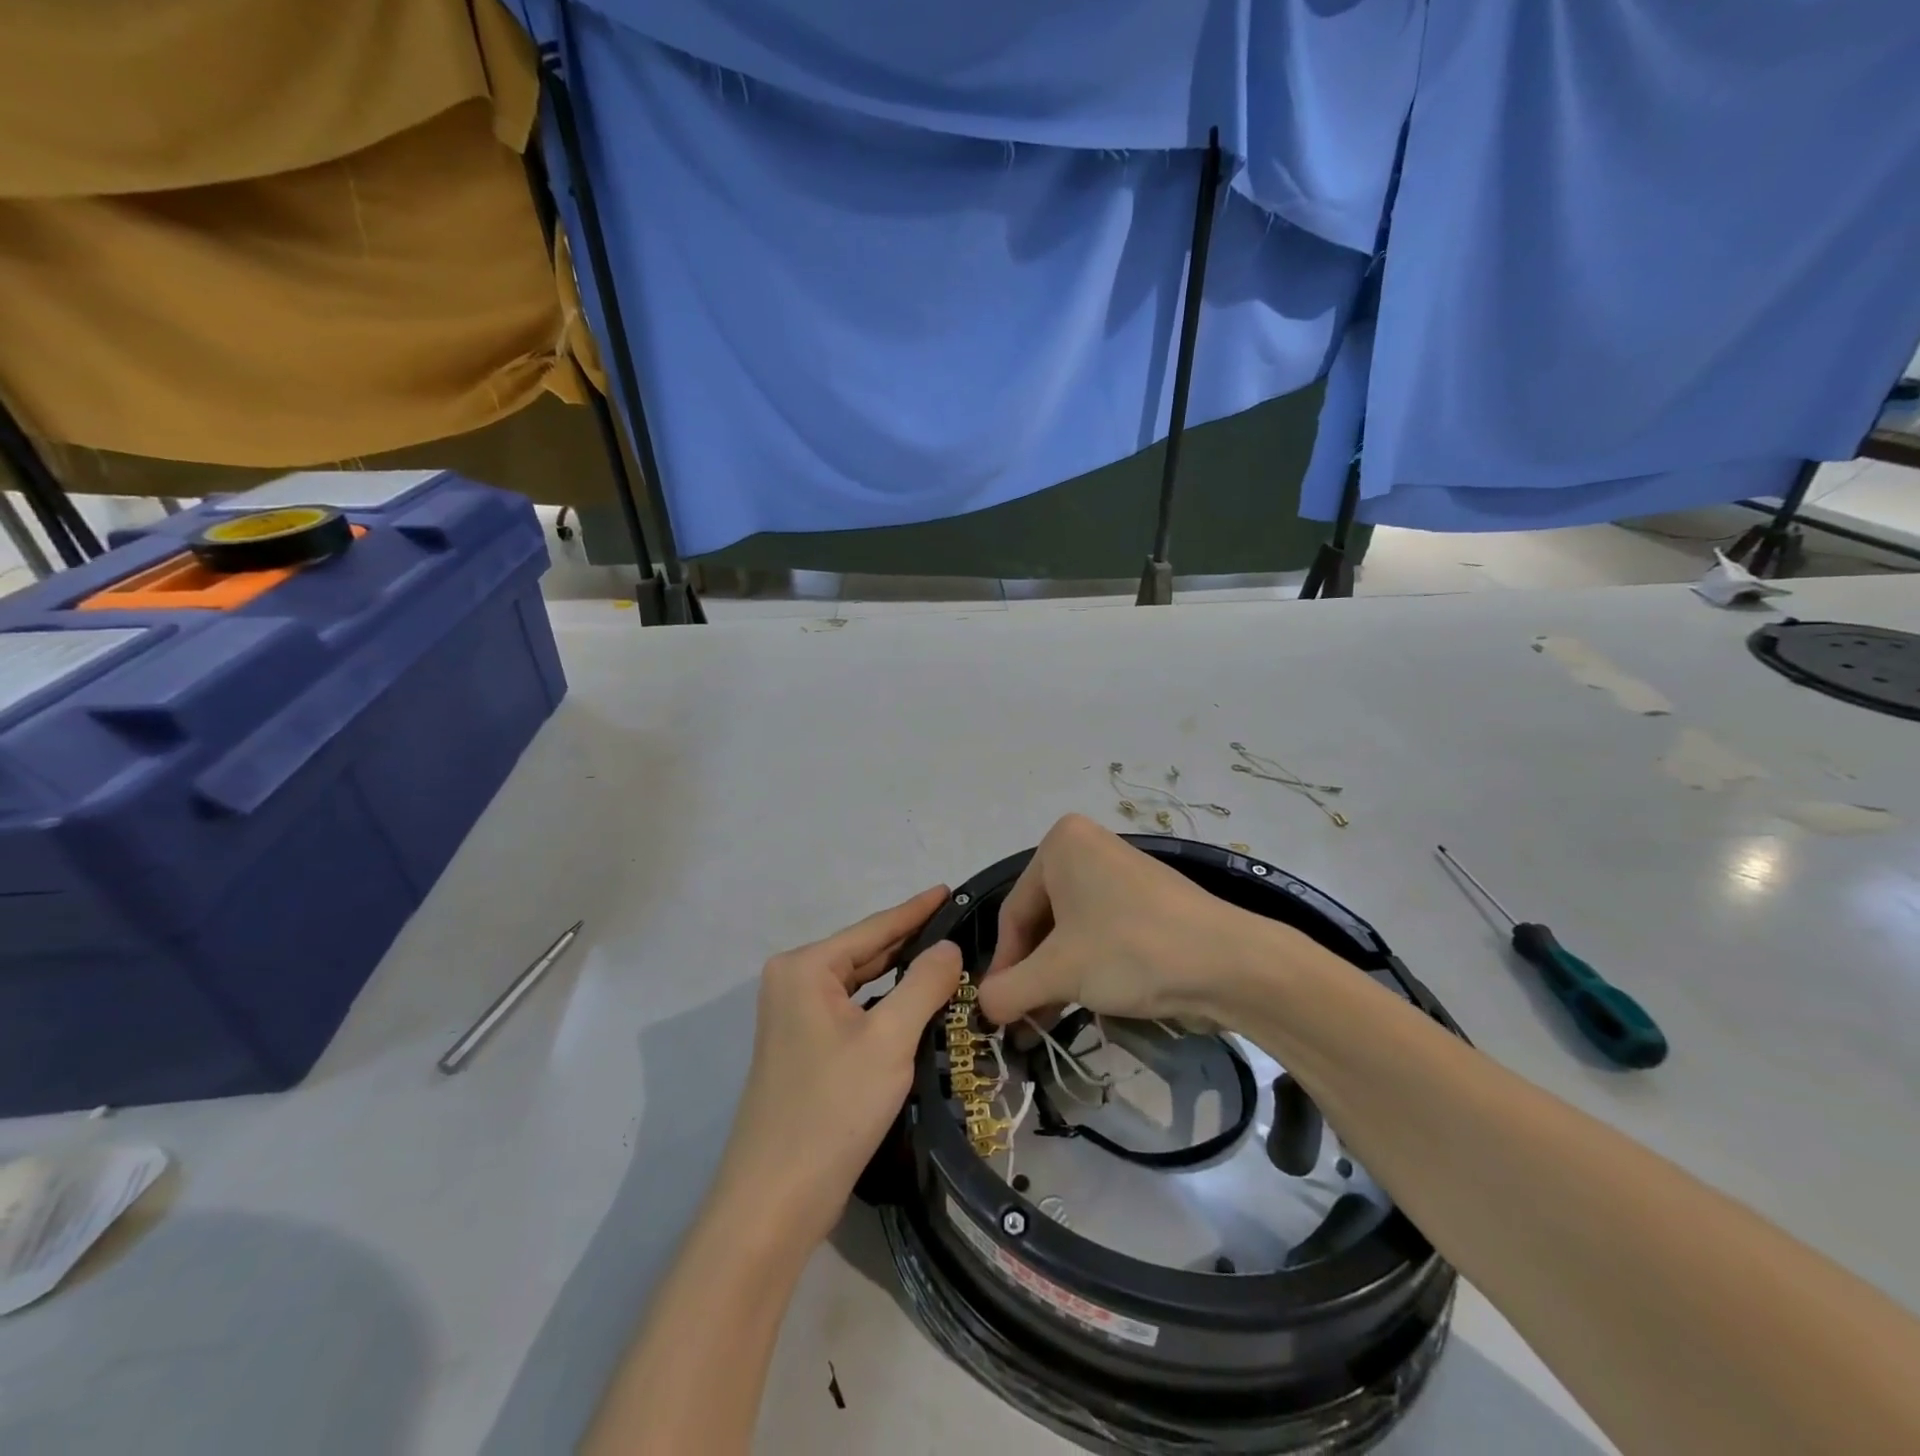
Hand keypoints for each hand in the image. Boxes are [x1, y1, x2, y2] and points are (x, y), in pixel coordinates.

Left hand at [711, 886, 961, 1251]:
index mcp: (805, 968)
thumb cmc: (832, 1109)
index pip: (873, 928)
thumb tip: (948, 947)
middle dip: (911, 942)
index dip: (916, 909)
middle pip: (865, 953)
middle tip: (961, 927)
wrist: (774, 1202)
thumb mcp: (889, 1041)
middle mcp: (793, 982)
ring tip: (948, 960)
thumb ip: (923, 985)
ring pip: (860, 984)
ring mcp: (794, 1017)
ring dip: (901, 975)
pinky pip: (853, 1010)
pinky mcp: (803, 1049)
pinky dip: (885, 1004)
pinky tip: (916, 1005)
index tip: (951, 889)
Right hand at [977, 815, 1314, 1028]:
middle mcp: (1087, 847)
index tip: (999, 1011)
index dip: (1003, 966)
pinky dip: (1088, 966)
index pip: (1013, 912)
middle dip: (1032, 973)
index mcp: (1060, 844)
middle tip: (1024, 1020)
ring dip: (1057, 976)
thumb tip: (982, 1007)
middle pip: (1041, 920)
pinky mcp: (1146, 899)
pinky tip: (1086, 1001)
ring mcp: (1120, 872)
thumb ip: (1009, 990)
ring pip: (1071, 930)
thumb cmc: (1130, 951)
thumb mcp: (1059, 972)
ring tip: (1048, 1021)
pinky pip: (1101, 931)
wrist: (1230, 962)